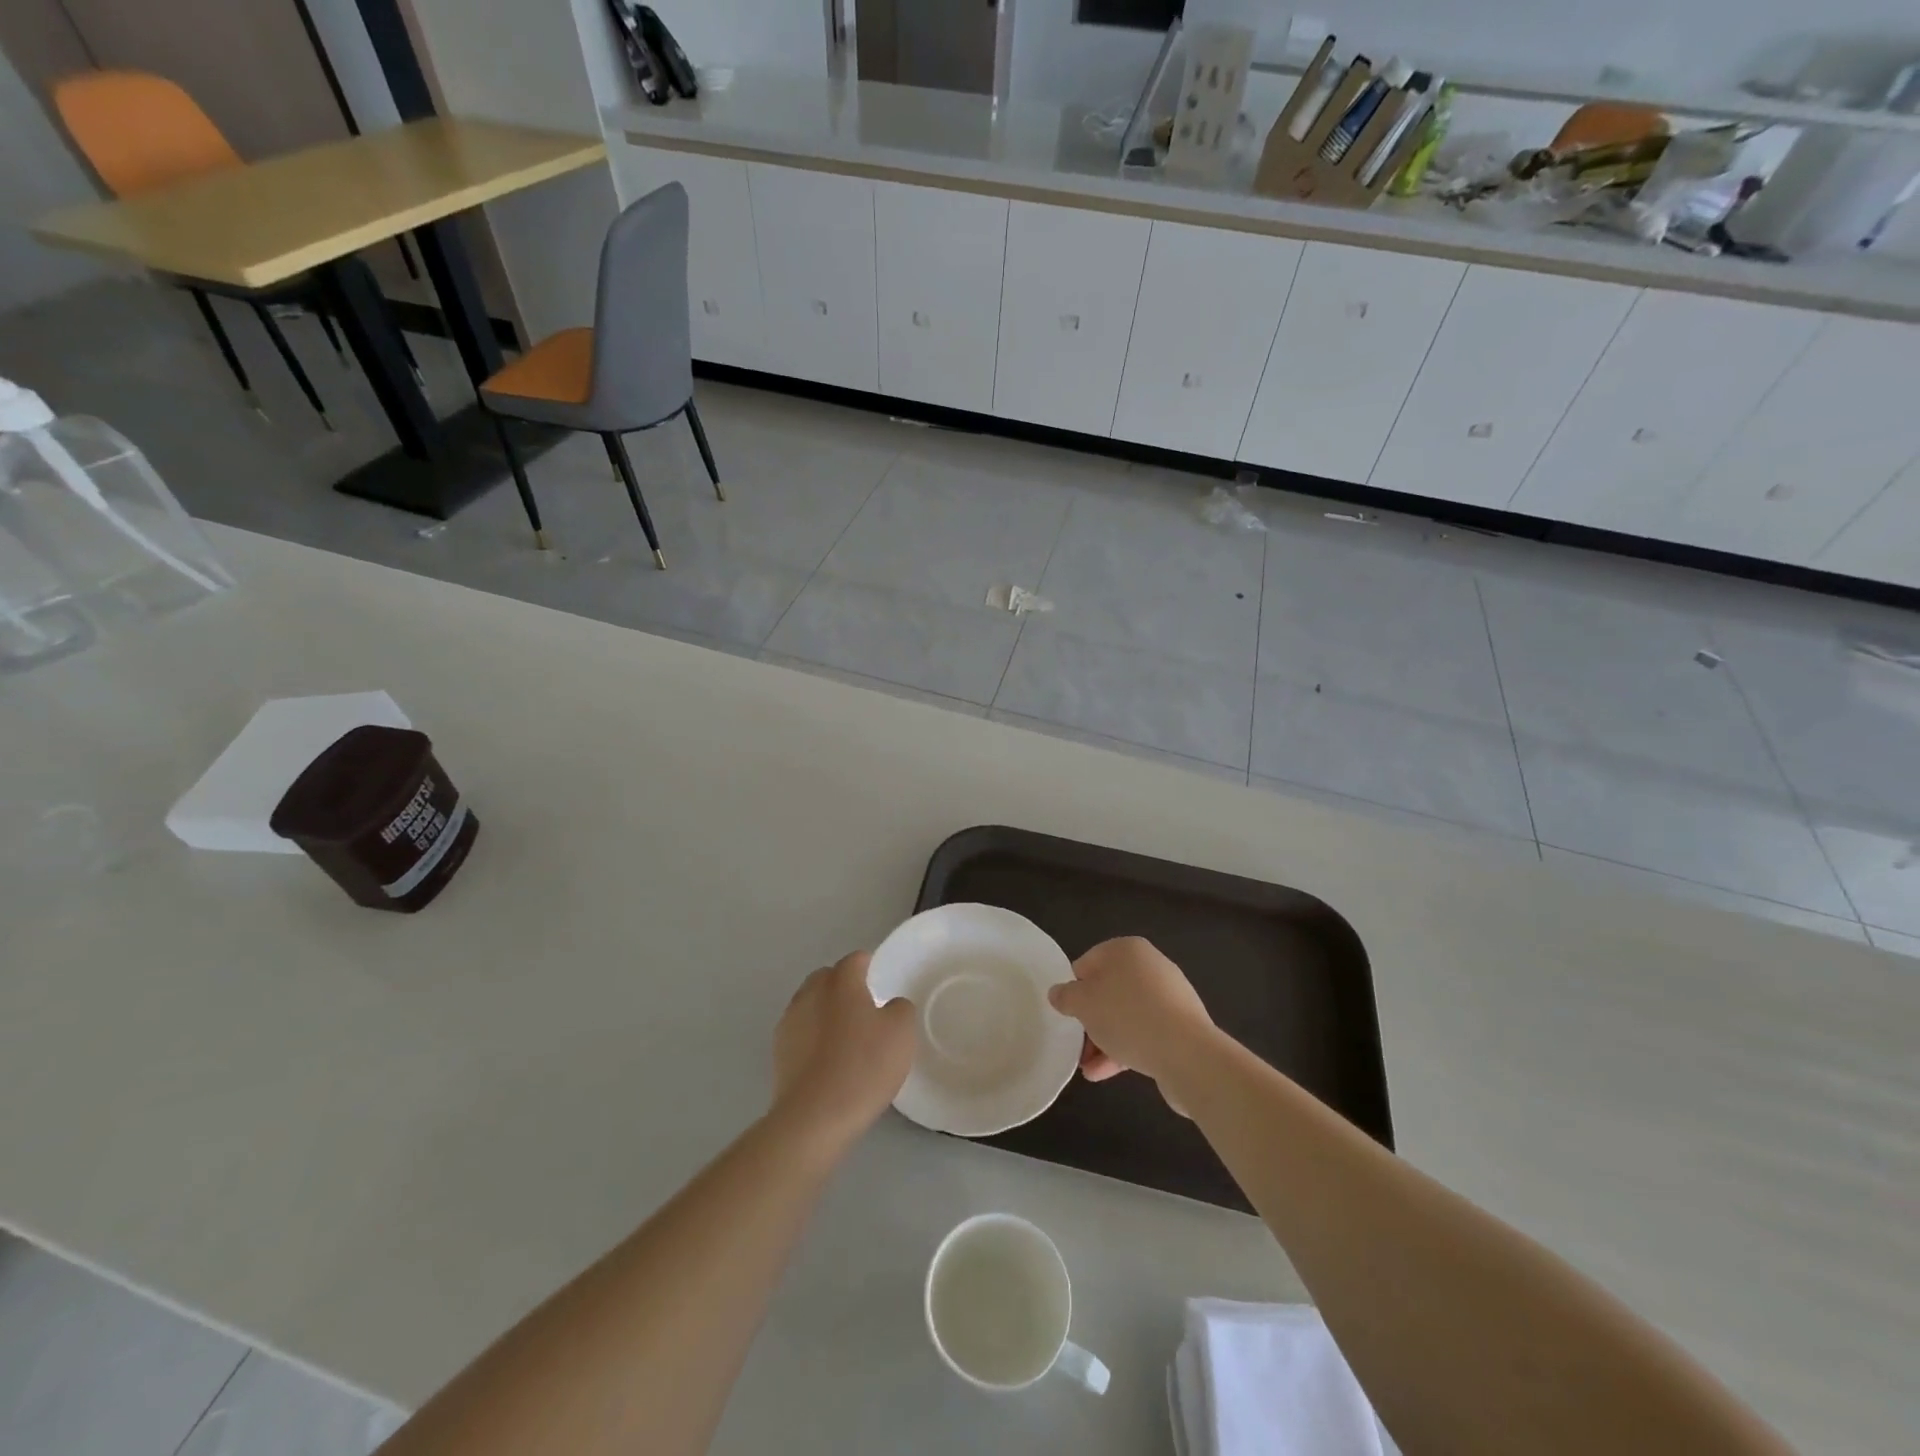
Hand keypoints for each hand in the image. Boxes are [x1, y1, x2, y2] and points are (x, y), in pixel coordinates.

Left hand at [772, 952, 916, 1146]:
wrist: (814, 1117)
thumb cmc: (863, 1066)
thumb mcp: (901, 1033)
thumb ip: (900, 1008)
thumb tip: (890, 1005)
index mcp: (841, 982)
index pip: (855, 960)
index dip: (869, 965)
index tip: (880, 981)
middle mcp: (810, 993)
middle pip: (827, 978)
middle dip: (843, 986)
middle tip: (864, 1008)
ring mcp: (789, 1022)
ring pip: (810, 1004)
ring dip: (825, 1012)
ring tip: (844, 1037)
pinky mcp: (778, 1052)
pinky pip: (800, 1032)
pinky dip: (812, 1037)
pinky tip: (826, 1060)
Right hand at [1047, 937, 1215, 1088]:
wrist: (1187, 1053)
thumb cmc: (1127, 1016)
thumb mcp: (1083, 1003)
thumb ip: (1065, 996)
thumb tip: (1058, 993)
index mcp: (1127, 949)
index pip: (1088, 963)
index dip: (1074, 989)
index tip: (1067, 1014)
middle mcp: (1150, 966)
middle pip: (1108, 991)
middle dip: (1090, 1019)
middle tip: (1076, 1044)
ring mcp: (1168, 996)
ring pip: (1125, 1015)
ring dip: (1104, 1040)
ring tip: (1087, 1068)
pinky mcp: (1180, 1025)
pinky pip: (1144, 1033)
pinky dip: (1124, 1049)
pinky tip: (1105, 1074)